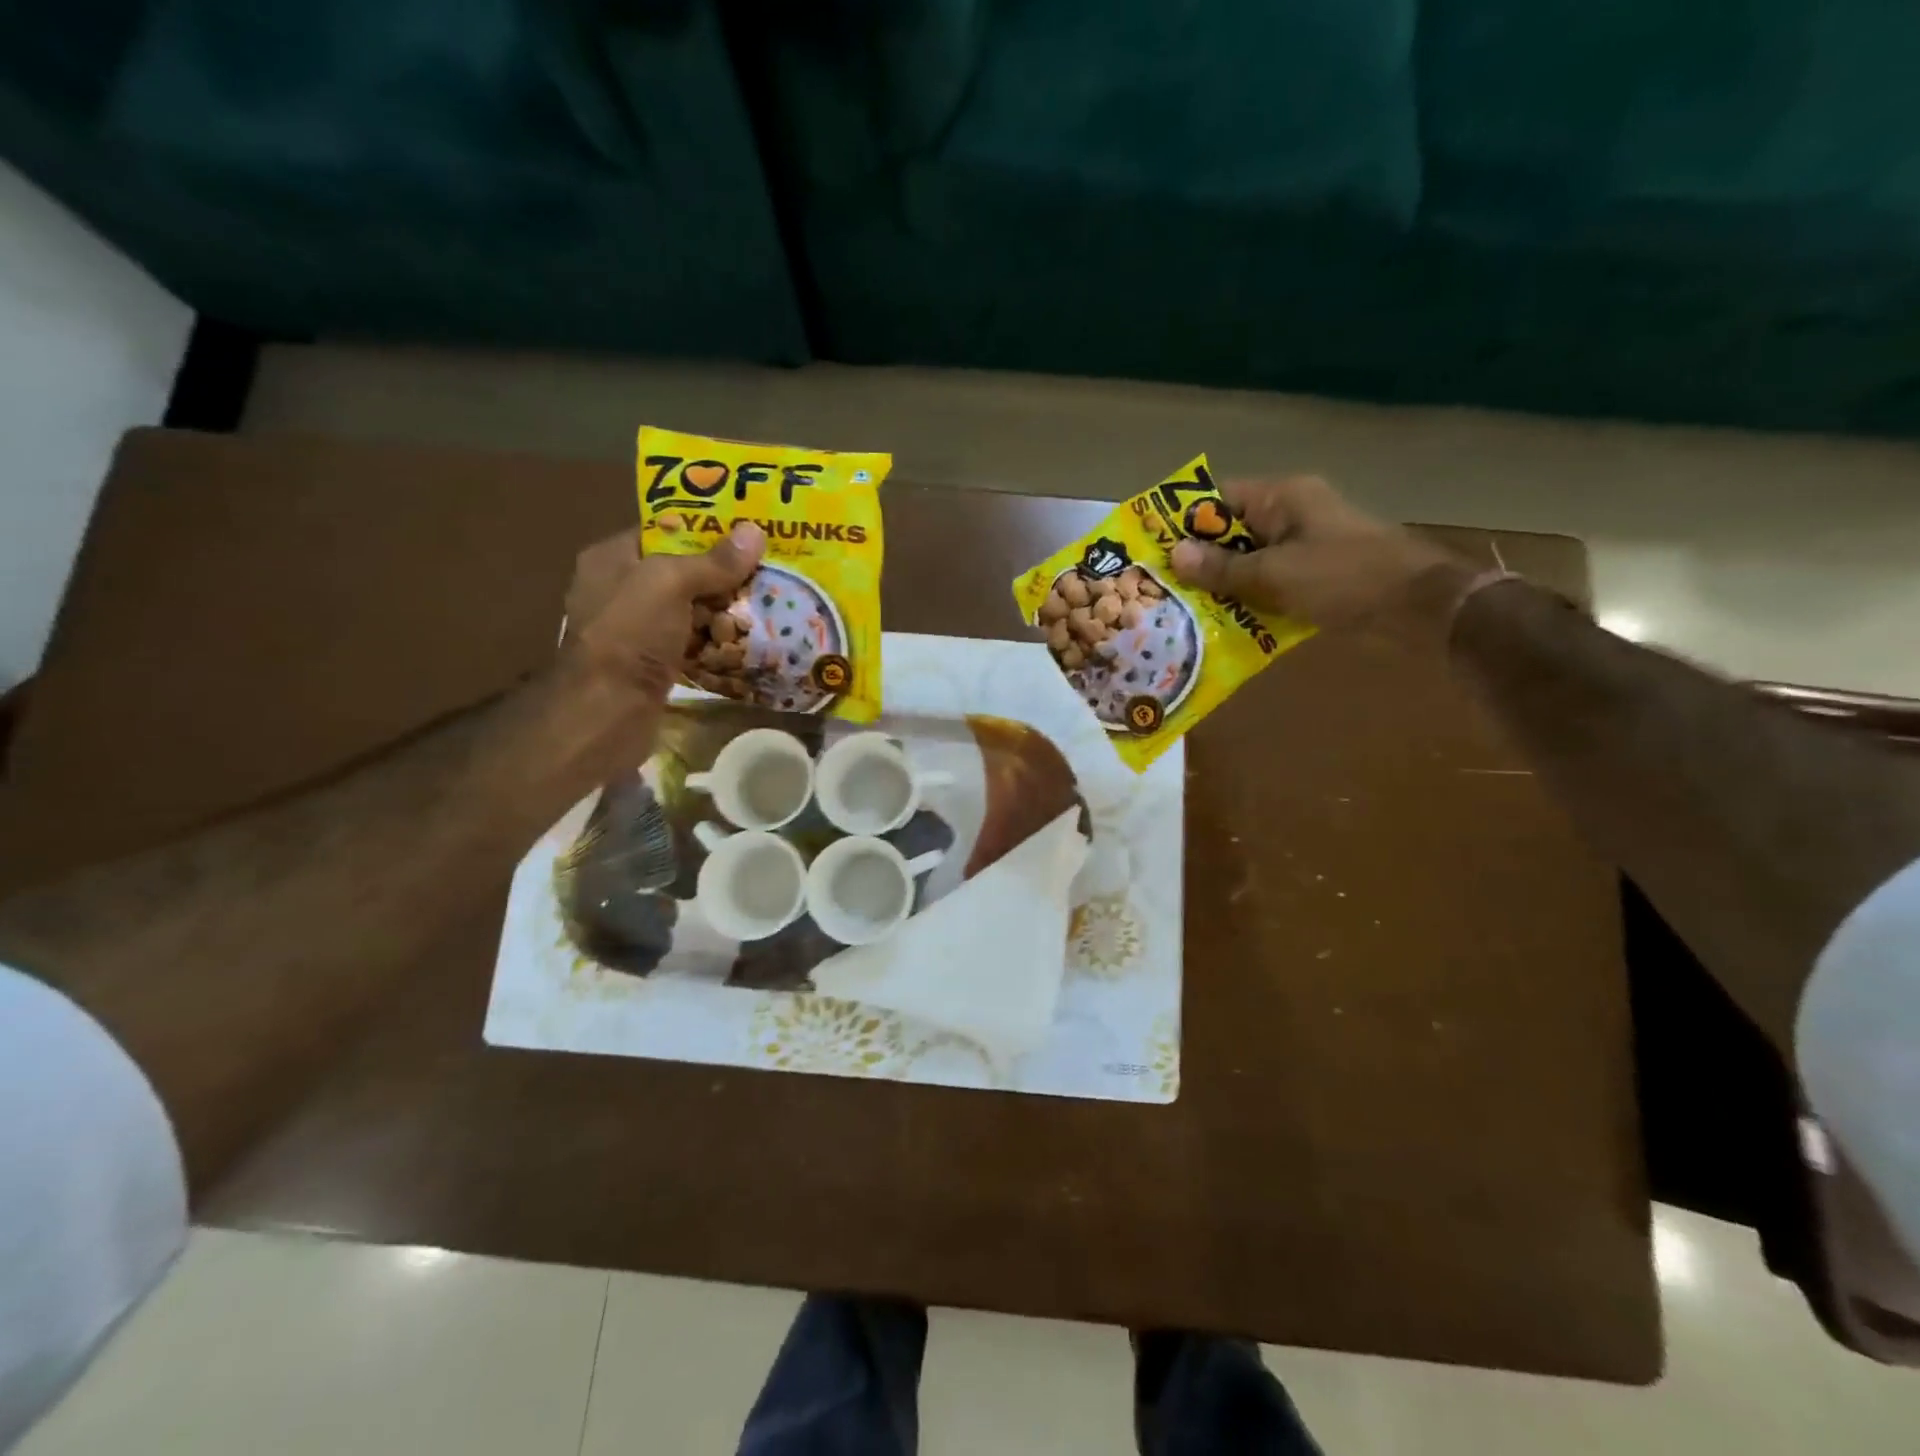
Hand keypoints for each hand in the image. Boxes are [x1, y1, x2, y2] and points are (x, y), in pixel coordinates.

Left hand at [563, 521, 765, 699]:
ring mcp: (636, 630)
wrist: (609, 709)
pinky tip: (748, 640)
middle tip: (767, 568)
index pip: (663, 531)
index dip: (704, 529)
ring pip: (690, 610)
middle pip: (682, 572)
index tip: (746, 531)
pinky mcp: (653, 663)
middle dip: (722, 573)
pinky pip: (692, 643)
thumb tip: (755, 531)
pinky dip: (717, 642)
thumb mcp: (670, 583)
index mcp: (612, 558)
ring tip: (769, 601)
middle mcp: (620, 590)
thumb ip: (713, 561)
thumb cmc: (631, 633)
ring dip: (724, 610)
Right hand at [1168, 476, 1470, 640]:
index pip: (1219, 499)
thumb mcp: (1273, 574)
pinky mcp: (1316, 576)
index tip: (1151, 548)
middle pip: (1232, 532)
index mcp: (1283, 497)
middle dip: (1198, 560)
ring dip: (1222, 585)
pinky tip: (1221, 624)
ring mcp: (1305, 547)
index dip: (1184, 521)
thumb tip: (1174, 555)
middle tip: (1159, 586)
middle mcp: (1292, 515)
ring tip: (1180, 609)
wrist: (1417, 609)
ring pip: (1249, 561)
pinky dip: (1248, 600)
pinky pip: (1269, 583)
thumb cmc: (1343, 578)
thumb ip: (1221, 568)